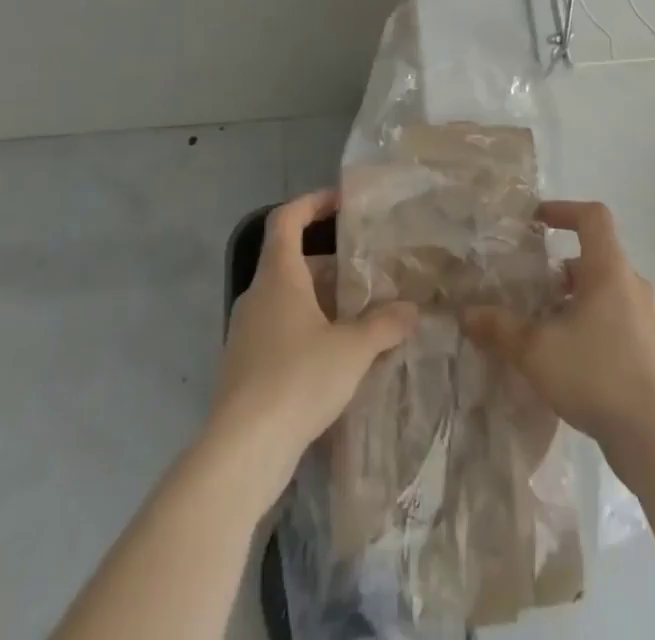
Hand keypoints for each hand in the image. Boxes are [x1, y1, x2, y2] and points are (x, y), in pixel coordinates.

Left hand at [209, 190, 417, 503]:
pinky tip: (338, 358)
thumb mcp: (353, 348)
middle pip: (293, 262)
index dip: (313, 203)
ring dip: (323, 302)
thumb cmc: (297, 379)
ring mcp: (247, 334)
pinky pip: (282, 332)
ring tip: (362, 315)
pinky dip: (310, 332)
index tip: (343, 202)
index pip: (287, 219)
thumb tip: (413, 310)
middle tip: (369, 272)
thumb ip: (385, 324)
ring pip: (289, 300)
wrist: (242, 452)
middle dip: (332, 264)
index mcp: (278, 276)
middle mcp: (258, 297)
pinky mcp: (245, 369)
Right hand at [462, 200, 654, 458]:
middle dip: (560, 268)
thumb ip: (500, 328)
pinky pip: (615, 318)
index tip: (537, 220)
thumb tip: (466, 313)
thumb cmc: (596, 373)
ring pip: (605, 290)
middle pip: (595, 256)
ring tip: (543, 325)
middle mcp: (631, 283)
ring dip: (574, 299)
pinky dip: (589, 323)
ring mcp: (645, 316)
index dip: (564, 210)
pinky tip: (567, 357)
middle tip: (530, 286)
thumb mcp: (537, 350)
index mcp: (609, 268)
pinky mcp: (650, 348)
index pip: (593, 216)